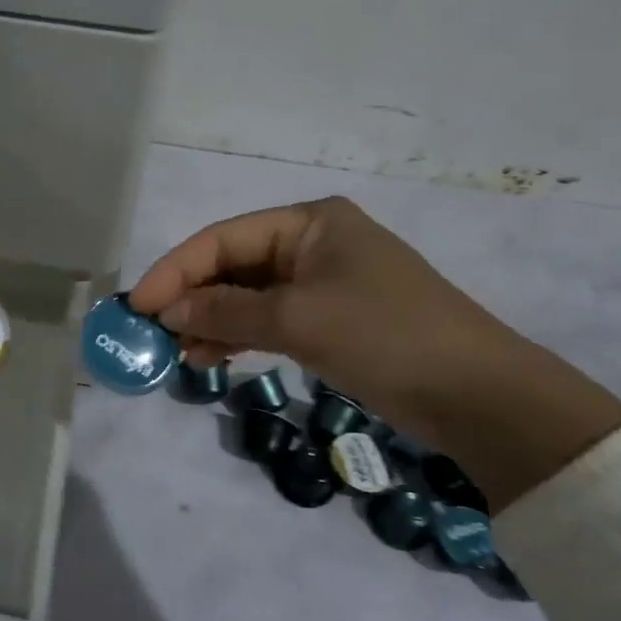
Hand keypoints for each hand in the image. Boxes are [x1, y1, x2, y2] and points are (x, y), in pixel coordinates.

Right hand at [127, 197, 620, 508]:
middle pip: (232, 265)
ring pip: (247, 295)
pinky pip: (269, 320)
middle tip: (152, 333)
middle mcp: (313, 243)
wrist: (482, 398)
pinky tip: (210, 357)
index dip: (175, 271)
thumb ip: (226, 312)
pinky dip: (239, 336)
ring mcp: (323, 283)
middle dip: (191, 297)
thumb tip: (166, 311)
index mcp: (310, 222)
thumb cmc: (387, 337)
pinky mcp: (330, 320)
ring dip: (210, 321)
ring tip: (177, 352)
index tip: (138, 306)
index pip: (223, 239)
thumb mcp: (299, 319)